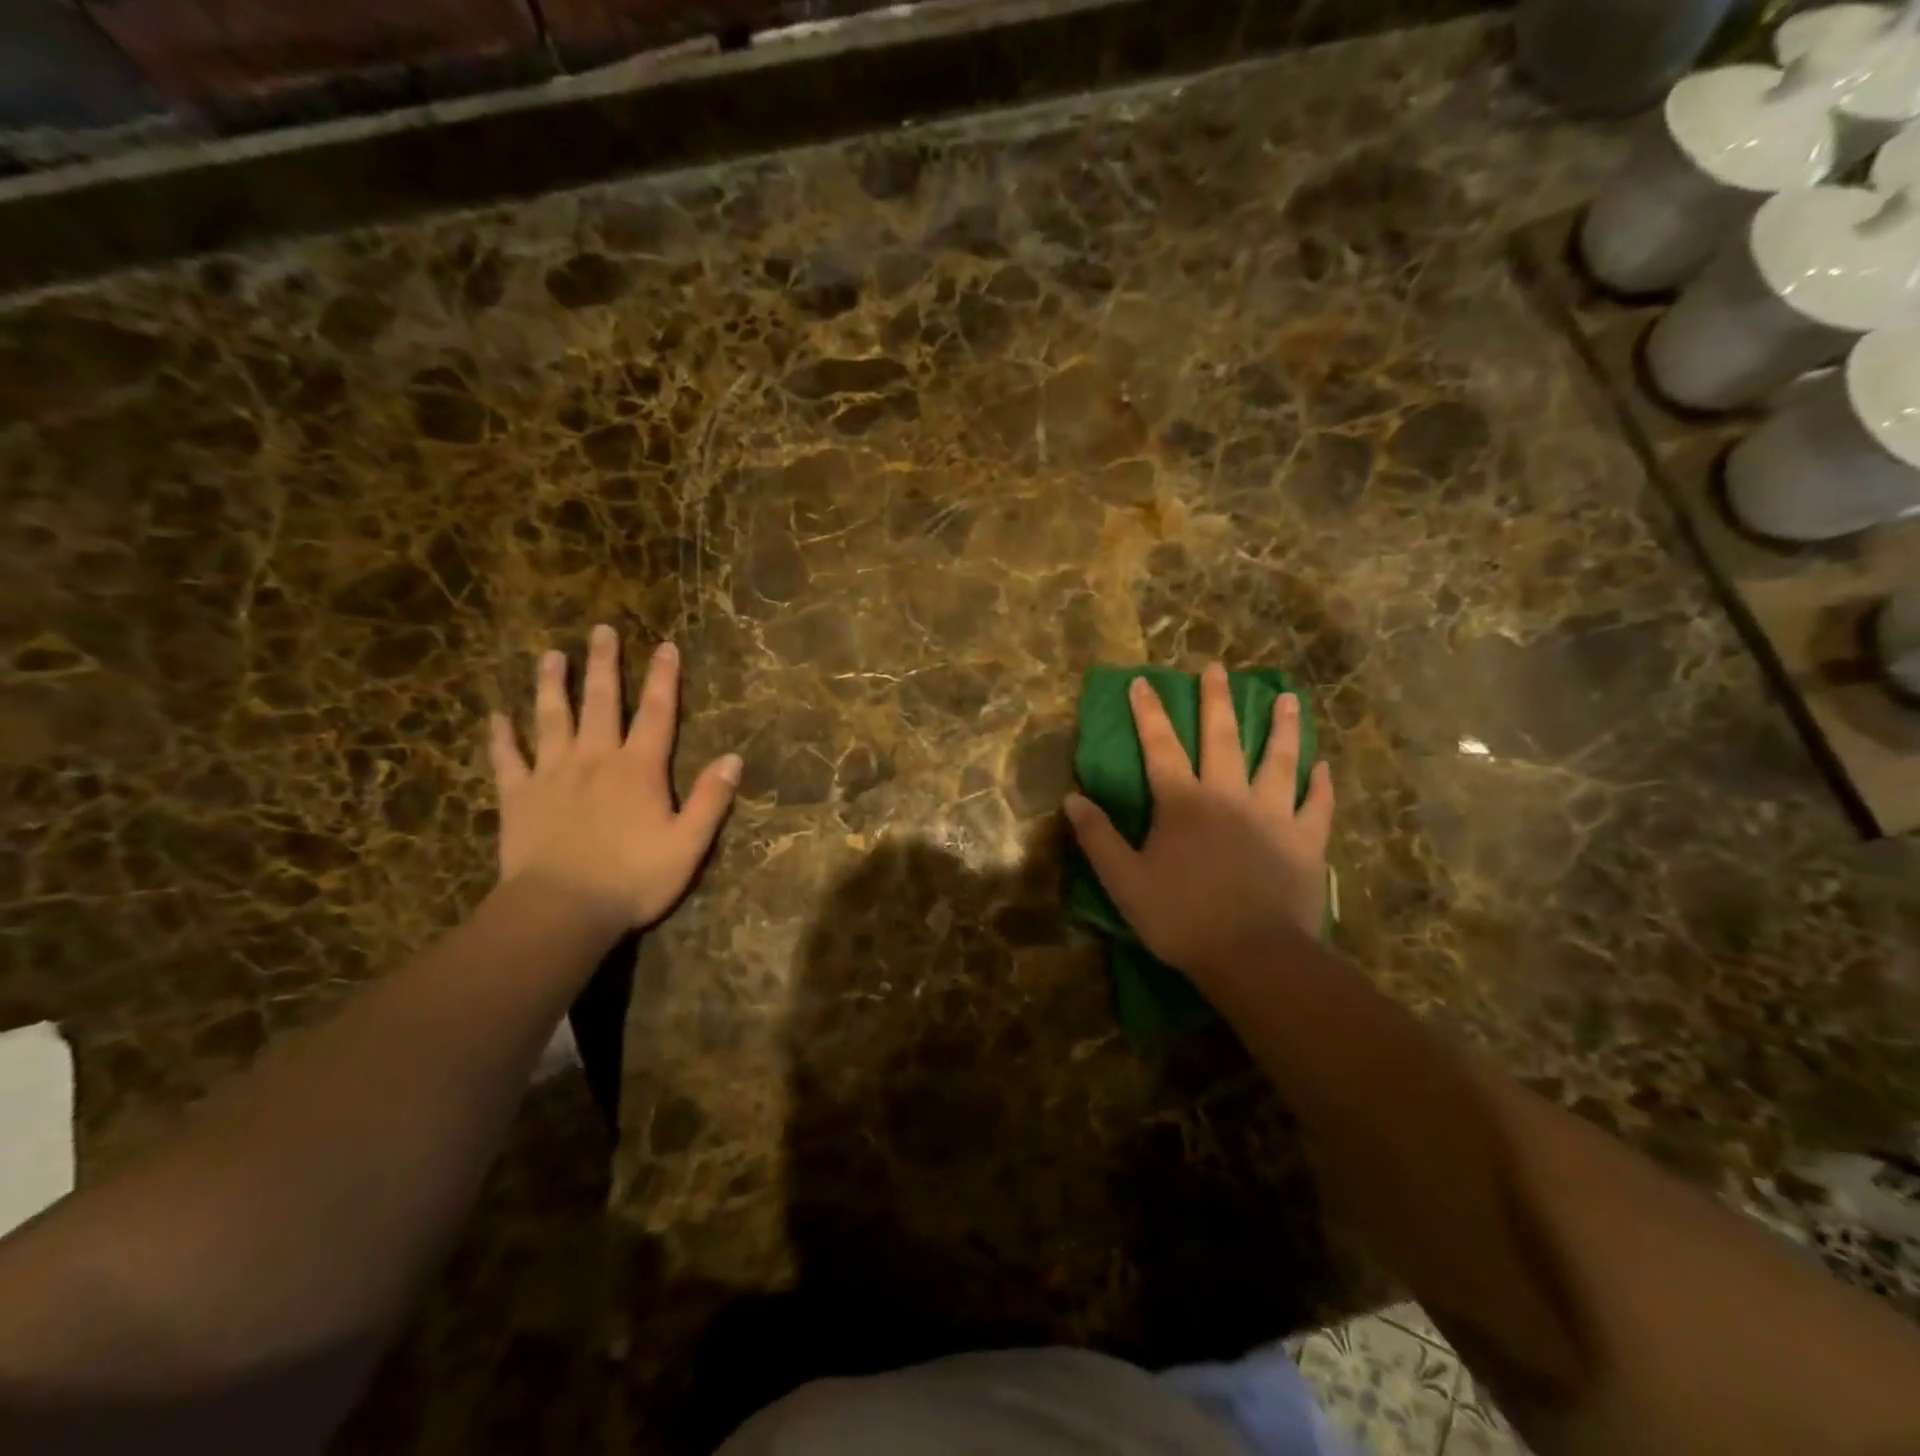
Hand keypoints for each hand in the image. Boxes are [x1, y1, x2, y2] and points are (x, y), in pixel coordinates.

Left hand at [488, 625, 740, 932]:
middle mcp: (595, 759)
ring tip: (551, 656)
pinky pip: (506, 759)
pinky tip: (496, 716)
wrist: (561, 910)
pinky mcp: (518, 796)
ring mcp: (552, 774)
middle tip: (600, 630)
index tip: (665, 646)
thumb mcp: (689, 844)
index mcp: (639, 769)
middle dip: (604, 665)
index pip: (657, 713)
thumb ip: (711, 799)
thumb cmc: (633, 879)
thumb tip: (733, 758)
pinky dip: (501, 737)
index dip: (664, 678)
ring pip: (551, 718)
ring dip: (552, 685)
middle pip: (601, 702)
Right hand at [1063, 662, 1333, 984]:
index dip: (1149, 713)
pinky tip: (1322, 766)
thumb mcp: (1124, 882)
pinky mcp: (1306, 840)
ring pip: (1279, 759)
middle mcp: (1229, 795)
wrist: (1254, 956)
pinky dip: (1320, 784)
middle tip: (1217, 668)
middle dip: (1216, 700)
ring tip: (1288, 699)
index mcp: (1183, 803)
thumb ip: (1098, 838)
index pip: (1160, 747)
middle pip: (1223, 737)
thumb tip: (1072, 799)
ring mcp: (1273, 814)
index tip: (1143, 682)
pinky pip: (1316, 804)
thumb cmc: (1182, 918)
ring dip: (1282, 727)